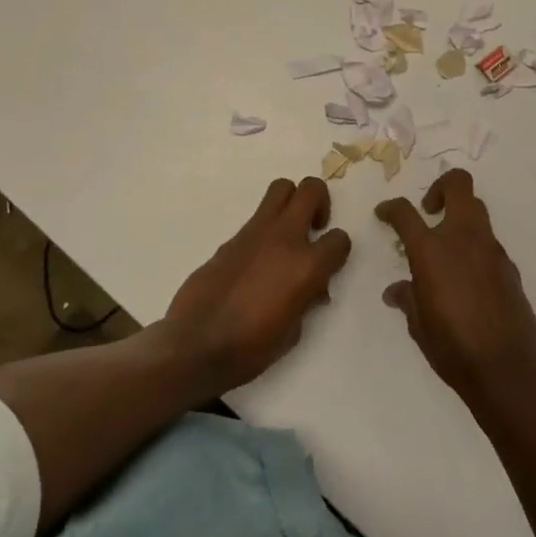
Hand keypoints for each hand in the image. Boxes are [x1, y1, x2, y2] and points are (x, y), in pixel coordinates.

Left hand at [163, 176, 352, 398]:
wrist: (196, 344)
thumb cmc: (250, 348)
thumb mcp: (293, 332)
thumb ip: (308, 300)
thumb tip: (313, 288)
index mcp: (306, 266)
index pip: (339, 239)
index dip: (338, 251)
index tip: (330, 264)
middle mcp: (284, 238)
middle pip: (311, 190)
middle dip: (320, 203)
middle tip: (314, 228)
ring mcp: (255, 232)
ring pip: (281, 188)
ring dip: (292, 202)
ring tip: (289, 232)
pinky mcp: (232, 237)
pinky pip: (257, 217)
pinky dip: (266, 228)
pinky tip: (259, 258)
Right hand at [376, 169, 535, 408]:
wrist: (505, 368)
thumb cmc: (452, 346)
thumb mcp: (418, 324)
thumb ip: (408, 298)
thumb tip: (396, 291)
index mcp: (431, 250)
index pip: (405, 213)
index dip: (391, 208)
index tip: (385, 213)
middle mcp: (463, 238)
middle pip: (458, 184)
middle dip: (441, 187)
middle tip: (429, 209)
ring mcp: (491, 249)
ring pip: (477, 210)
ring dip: (460, 217)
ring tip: (447, 246)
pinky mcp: (510, 266)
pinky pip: (489, 243)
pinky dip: (476, 248)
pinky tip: (469, 278)